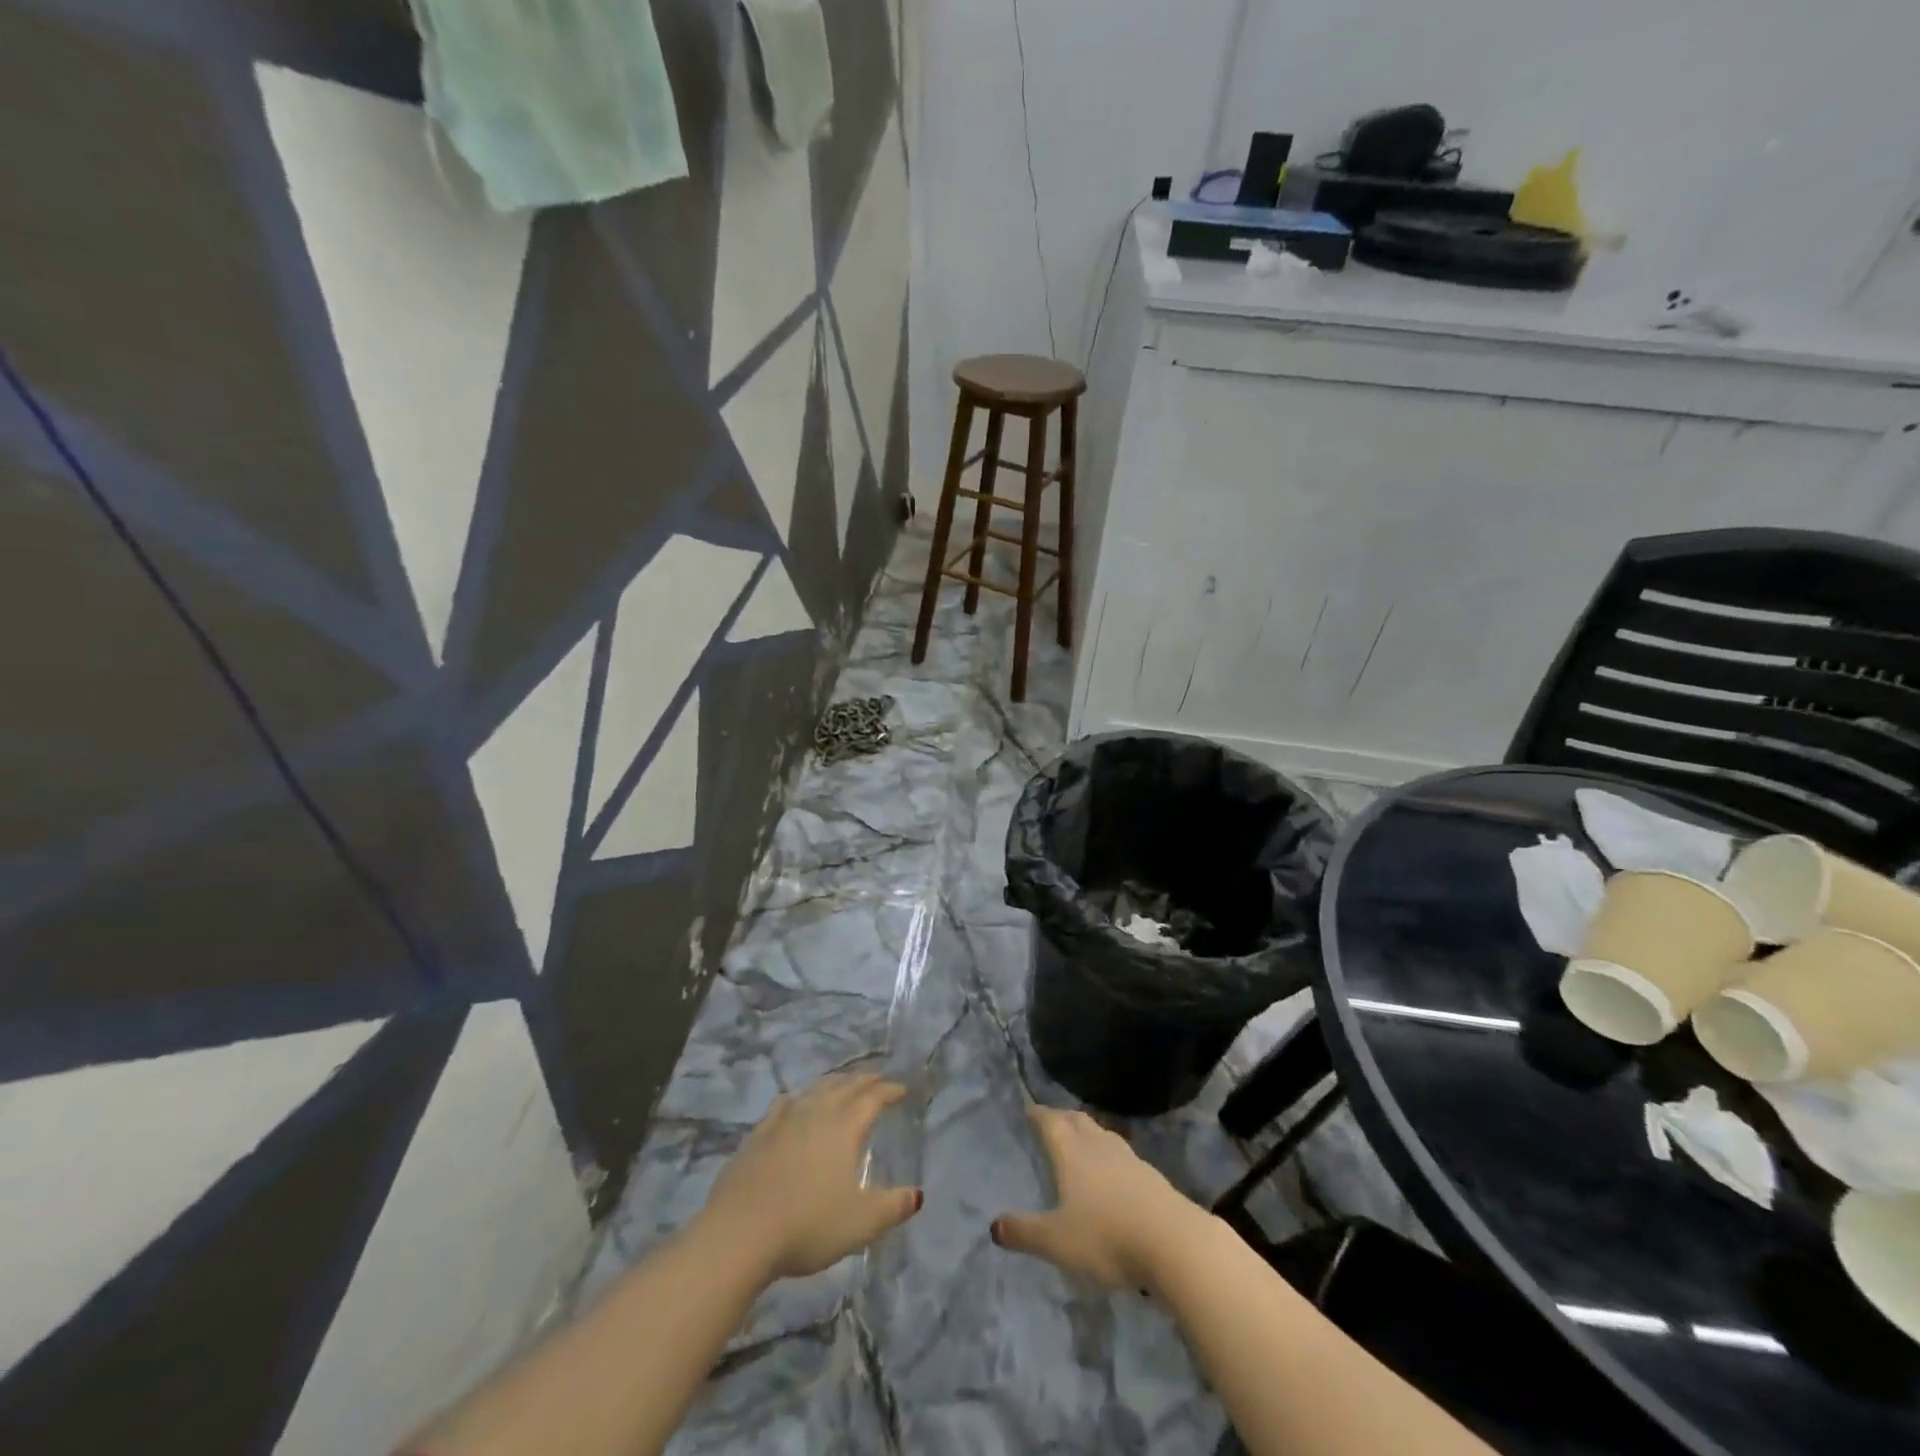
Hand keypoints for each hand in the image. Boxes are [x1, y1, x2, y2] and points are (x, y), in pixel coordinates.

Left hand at [698, 1072, 922, 1280]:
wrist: (740, 1233)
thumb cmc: (808, 1225)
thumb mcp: (861, 1223)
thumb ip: (893, 1207)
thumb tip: (917, 1195)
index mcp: (845, 1127)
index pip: (872, 1098)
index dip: (889, 1090)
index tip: (902, 1088)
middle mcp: (816, 1113)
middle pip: (845, 1086)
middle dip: (864, 1080)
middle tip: (877, 1078)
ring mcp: (784, 1121)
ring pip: (815, 1090)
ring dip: (834, 1083)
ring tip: (843, 1084)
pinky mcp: (758, 1135)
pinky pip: (784, 1105)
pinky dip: (798, 1098)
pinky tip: (794, 1102)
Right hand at [991, 1104, 1204, 1289]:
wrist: (1174, 1242)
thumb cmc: (1107, 1236)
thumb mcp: (1057, 1241)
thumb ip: (1024, 1233)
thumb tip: (993, 1227)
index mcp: (1072, 1153)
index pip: (1051, 1122)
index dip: (1039, 1114)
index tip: (1029, 1109)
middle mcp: (1099, 1146)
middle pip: (1078, 1121)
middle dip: (1062, 1117)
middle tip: (1051, 1120)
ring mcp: (1129, 1159)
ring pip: (1102, 1134)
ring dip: (1088, 1132)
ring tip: (1080, 1140)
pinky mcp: (1151, 1177)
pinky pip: (1122, 1155)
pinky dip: (1109, 1155)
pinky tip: (1113, 1172)